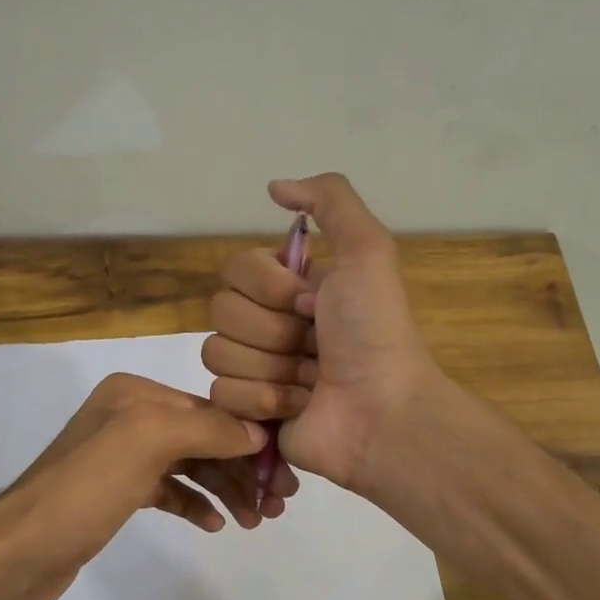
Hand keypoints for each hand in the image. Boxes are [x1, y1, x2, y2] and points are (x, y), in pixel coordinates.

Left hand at [0, 373, 269, 599]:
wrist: (18, 554)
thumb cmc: (85, 490)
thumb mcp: (148, 442)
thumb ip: (207, 429)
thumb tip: (258, 434)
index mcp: (135, 394)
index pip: (210, 408)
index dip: (251, 438)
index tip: (285, 472)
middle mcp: (129, 417)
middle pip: (203, 437)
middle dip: (242, 467)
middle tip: (277, 503)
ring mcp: (121, 457)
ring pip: (190, 466)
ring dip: (224, 489)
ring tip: (256, 519)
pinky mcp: (116, 494)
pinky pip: (169, 490)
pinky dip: (194, 503)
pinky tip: (215, 524)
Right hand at [203, 173, 442, 493]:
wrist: (381, 412)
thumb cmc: (374, 332)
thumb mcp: (367, 250)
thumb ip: (329, 201)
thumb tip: (274, 187)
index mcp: (290, 287)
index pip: (235, 269)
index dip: (268, 287)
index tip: (312, 302)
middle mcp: (269, 323)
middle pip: (221, 312)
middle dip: (272, 331)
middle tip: (314, 345)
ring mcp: (256, 369)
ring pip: (217, 353)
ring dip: (271, 368)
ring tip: (310, 381)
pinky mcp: (247, 412)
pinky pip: (221, 394)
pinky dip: (263, 401)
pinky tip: (297, 407)